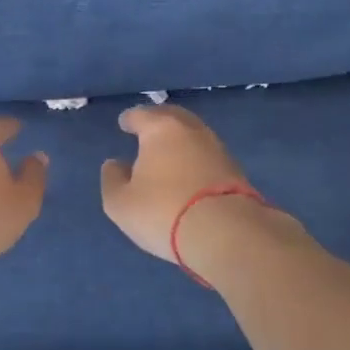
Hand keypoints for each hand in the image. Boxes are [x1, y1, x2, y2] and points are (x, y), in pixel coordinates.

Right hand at [100, 105, 255, 266]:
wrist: (227, 234)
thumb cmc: (163, 211)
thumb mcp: (121, 203)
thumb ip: (113, 180)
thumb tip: (115, 164)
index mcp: (161, 129)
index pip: (141, 115)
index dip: (130, 119)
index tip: (124, 124)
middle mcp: (192, 131)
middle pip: (172, 117)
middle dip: (159, 121)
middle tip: (148, 130)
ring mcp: (218, 149)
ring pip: (194, 136)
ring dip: (180, 141)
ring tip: (168, 154)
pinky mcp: (237, 172)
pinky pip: (208, 157)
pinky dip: (196, 160)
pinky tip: (189, 174)